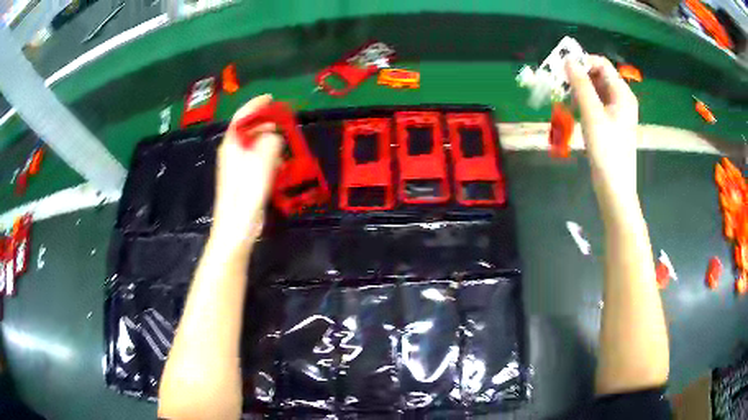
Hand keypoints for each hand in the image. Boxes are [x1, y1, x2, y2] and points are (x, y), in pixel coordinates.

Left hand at [210, 94, 281, 250]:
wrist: (237, 226)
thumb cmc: (247, 192)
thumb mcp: (262, 160)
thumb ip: (270, 140)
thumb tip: (274, 135)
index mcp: (232, 143)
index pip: (242, 116)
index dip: (256, 105)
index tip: (271, 98)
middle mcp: (231, 152)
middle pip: (248, 130)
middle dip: (266, 123)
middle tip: (285, 121)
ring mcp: (236, 167)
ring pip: (254, 145)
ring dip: (269, 141)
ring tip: (286, 141)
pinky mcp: (243, 180)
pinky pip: (256, 160)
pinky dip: (268, 157)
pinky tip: (280, 164)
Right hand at [566, 55, 638, 202]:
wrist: (615, 186)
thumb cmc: (606, 149)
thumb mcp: (592, 114)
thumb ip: (581, 84)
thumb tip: (568, 60)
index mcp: (622, 93)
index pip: (601, 64)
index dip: (582, 61)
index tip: (562, 69)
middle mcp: (621, 98)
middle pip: (598, 75)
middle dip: (578, 77)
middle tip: (560, 85)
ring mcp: (616, 112)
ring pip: (595, 90)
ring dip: (579, 91)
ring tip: (565, 101)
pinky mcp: (610, 123)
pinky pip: (595, 104)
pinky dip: (583, 103)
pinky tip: (573, 112)